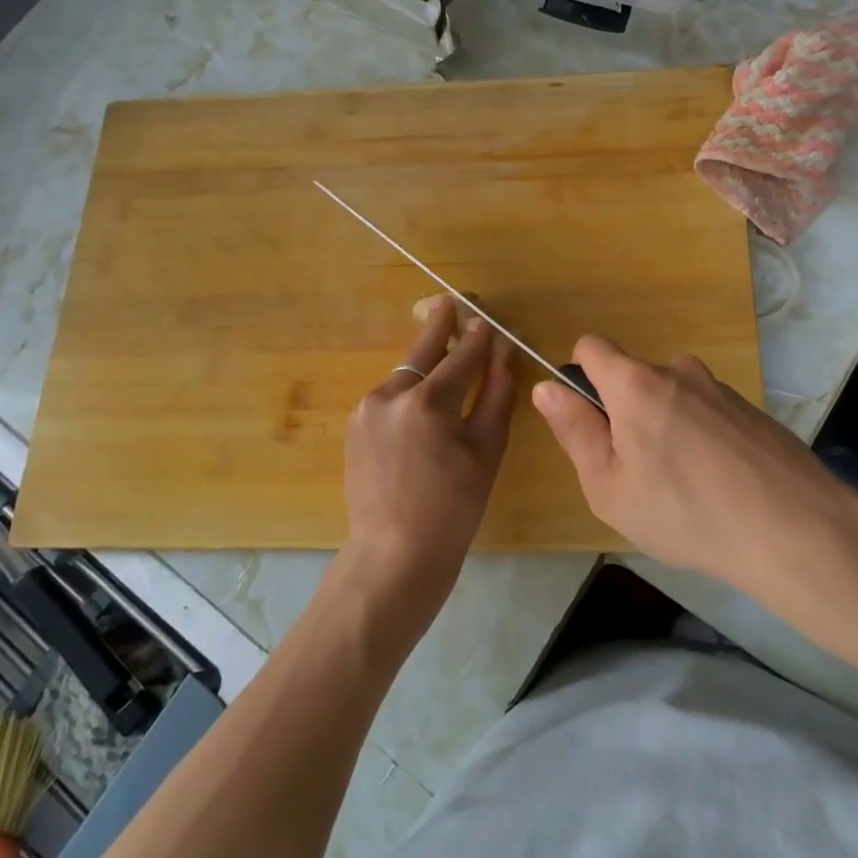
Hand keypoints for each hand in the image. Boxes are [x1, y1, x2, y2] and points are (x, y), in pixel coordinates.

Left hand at [340, 296, 515, 611]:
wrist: (393, 555)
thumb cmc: (453, 509)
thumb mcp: (486, 452)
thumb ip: (495, 397)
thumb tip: (503, 357)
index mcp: (427, 402)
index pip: (462, 356)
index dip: (480, 337)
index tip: (488, 319)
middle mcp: (390, 394)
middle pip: (422, 349)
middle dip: (439, 324)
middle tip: (450, 302)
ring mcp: (366, 408)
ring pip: (405, 374)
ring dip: (425, 365)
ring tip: (444, 359)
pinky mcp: (355, 424)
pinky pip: (390, 396)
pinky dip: (409, 391)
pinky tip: (423, 403)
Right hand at [532, 336, 842, 592]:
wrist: (793, 528)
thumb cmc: (684, 511)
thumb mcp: (609, 485)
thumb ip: (574, 431)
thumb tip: (546, 388)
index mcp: (634, 383)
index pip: (591, 347)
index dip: (582, 379)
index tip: (593, 424)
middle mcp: (677, 371)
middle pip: (633, 377)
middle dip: (626, 413)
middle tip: (639, 473)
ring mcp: (719, 388)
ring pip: (672, 398)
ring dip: (666, 427)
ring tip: (684, 486)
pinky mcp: (751, 410)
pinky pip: (707, 414)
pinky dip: (702, 439)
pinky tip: (720, 485)